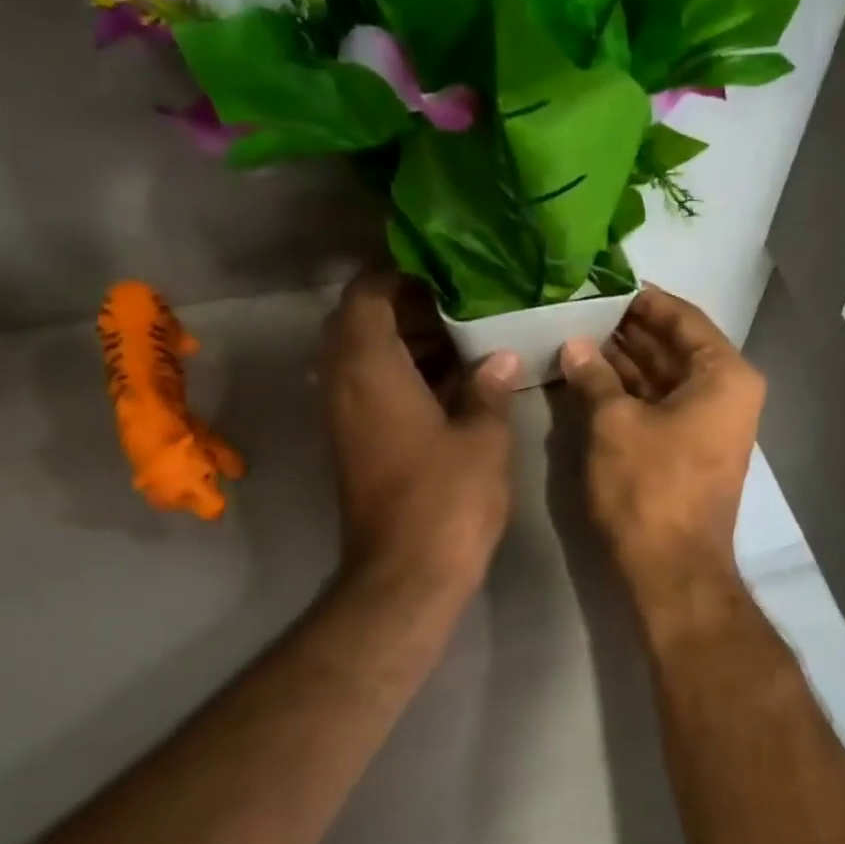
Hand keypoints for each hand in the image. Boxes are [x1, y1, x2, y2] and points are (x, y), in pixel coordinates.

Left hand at [321, 272, 517, 596]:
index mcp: (370, 368)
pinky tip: (453, 381)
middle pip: (359, 323)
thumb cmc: (447, 499)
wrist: (407, 574)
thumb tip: (499, 358)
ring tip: (463, 336)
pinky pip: (371, 390)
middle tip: (459, 303)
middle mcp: (344, 385)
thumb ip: (488, 388)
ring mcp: (345, 418)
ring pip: (365, 359)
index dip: (397, 274)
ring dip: (406, 342)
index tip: (440, 269)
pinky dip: (403, 375)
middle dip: (406, 307)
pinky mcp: (355, 445)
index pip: (366, 295)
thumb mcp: (483, 438)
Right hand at [559, 287, 764, 597]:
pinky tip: (595, 378)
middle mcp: (729, 393)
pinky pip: (664, 406)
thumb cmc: (650, 488)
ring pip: (667, 378)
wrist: (673, 569)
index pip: (683, 318)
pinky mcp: (694, 450)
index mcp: (725, 374)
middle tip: (581, 311)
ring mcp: (713, 424)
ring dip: (627, 362)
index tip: (603, 285)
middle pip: (676, 347)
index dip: (641, 301)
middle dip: (630, 332)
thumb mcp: (614, 424)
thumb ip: (595, 376)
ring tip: (580, 339)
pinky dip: (633, 393)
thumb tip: (576, 345)